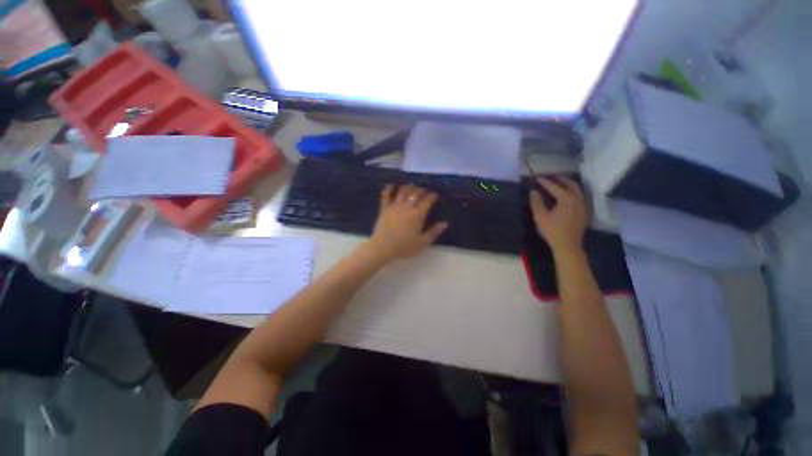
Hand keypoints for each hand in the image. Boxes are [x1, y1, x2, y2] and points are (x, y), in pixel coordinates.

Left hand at [366, 184, 447, 261]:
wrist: (383, 247)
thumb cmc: (404, 247)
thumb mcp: (422, 243)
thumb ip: (434, 232)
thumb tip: (445, 223)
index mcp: (417, 215)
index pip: (427, 201)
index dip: (432, 196)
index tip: (434, 195)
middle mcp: (407, 207)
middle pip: (415, 194)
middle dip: (421, 190)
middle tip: (424, 190)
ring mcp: (394, 206)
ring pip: (402, 192)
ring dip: (408, 187)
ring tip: (411, 186)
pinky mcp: (384, 209)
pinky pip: (386, 196)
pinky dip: (388, 189)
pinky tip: (391, 185)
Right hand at [529, 177, 587, 253]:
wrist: (568, 245)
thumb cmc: (552, 231)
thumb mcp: (540, 216)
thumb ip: (536, 202)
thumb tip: (533, 191)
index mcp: (566, 199)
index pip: (554, 187)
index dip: (545, 182)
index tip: (537, 178)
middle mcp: (577, 199)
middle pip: (571, 184)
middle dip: (561, 179)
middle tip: (552, 176)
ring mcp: (583, 205)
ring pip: (577, 190)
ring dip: (569, 184)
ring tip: (560, 183)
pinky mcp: (584, 212)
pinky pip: (580, 196)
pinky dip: (573, 191)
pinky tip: (568, 195)